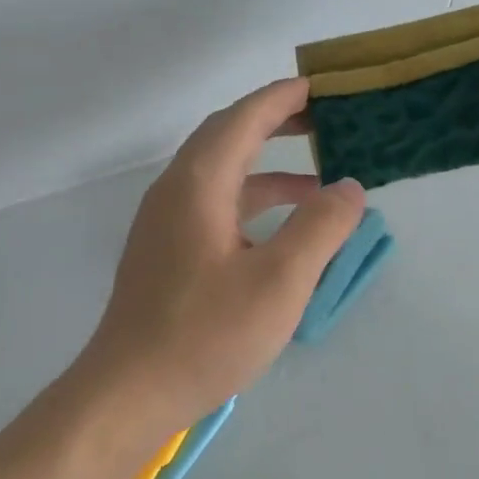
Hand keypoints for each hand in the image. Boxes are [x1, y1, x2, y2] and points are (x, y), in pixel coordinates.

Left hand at [79, 78, 364, 436]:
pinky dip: (251, 206)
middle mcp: (174, 192)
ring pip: (220, 178)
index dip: (281, 98)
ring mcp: (164, 225)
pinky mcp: (165, 255)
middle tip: (323, 122)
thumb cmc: (206, 335)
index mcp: (196, 184)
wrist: (130, 392)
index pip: (242, 119)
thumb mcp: (279, 282)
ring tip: (319, 185)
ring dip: (267, 172)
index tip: (319, 87)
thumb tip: (349, 188)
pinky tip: (279, 233)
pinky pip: (213, 209)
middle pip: (226, 139)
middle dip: (273, 124)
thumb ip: (320, 228)